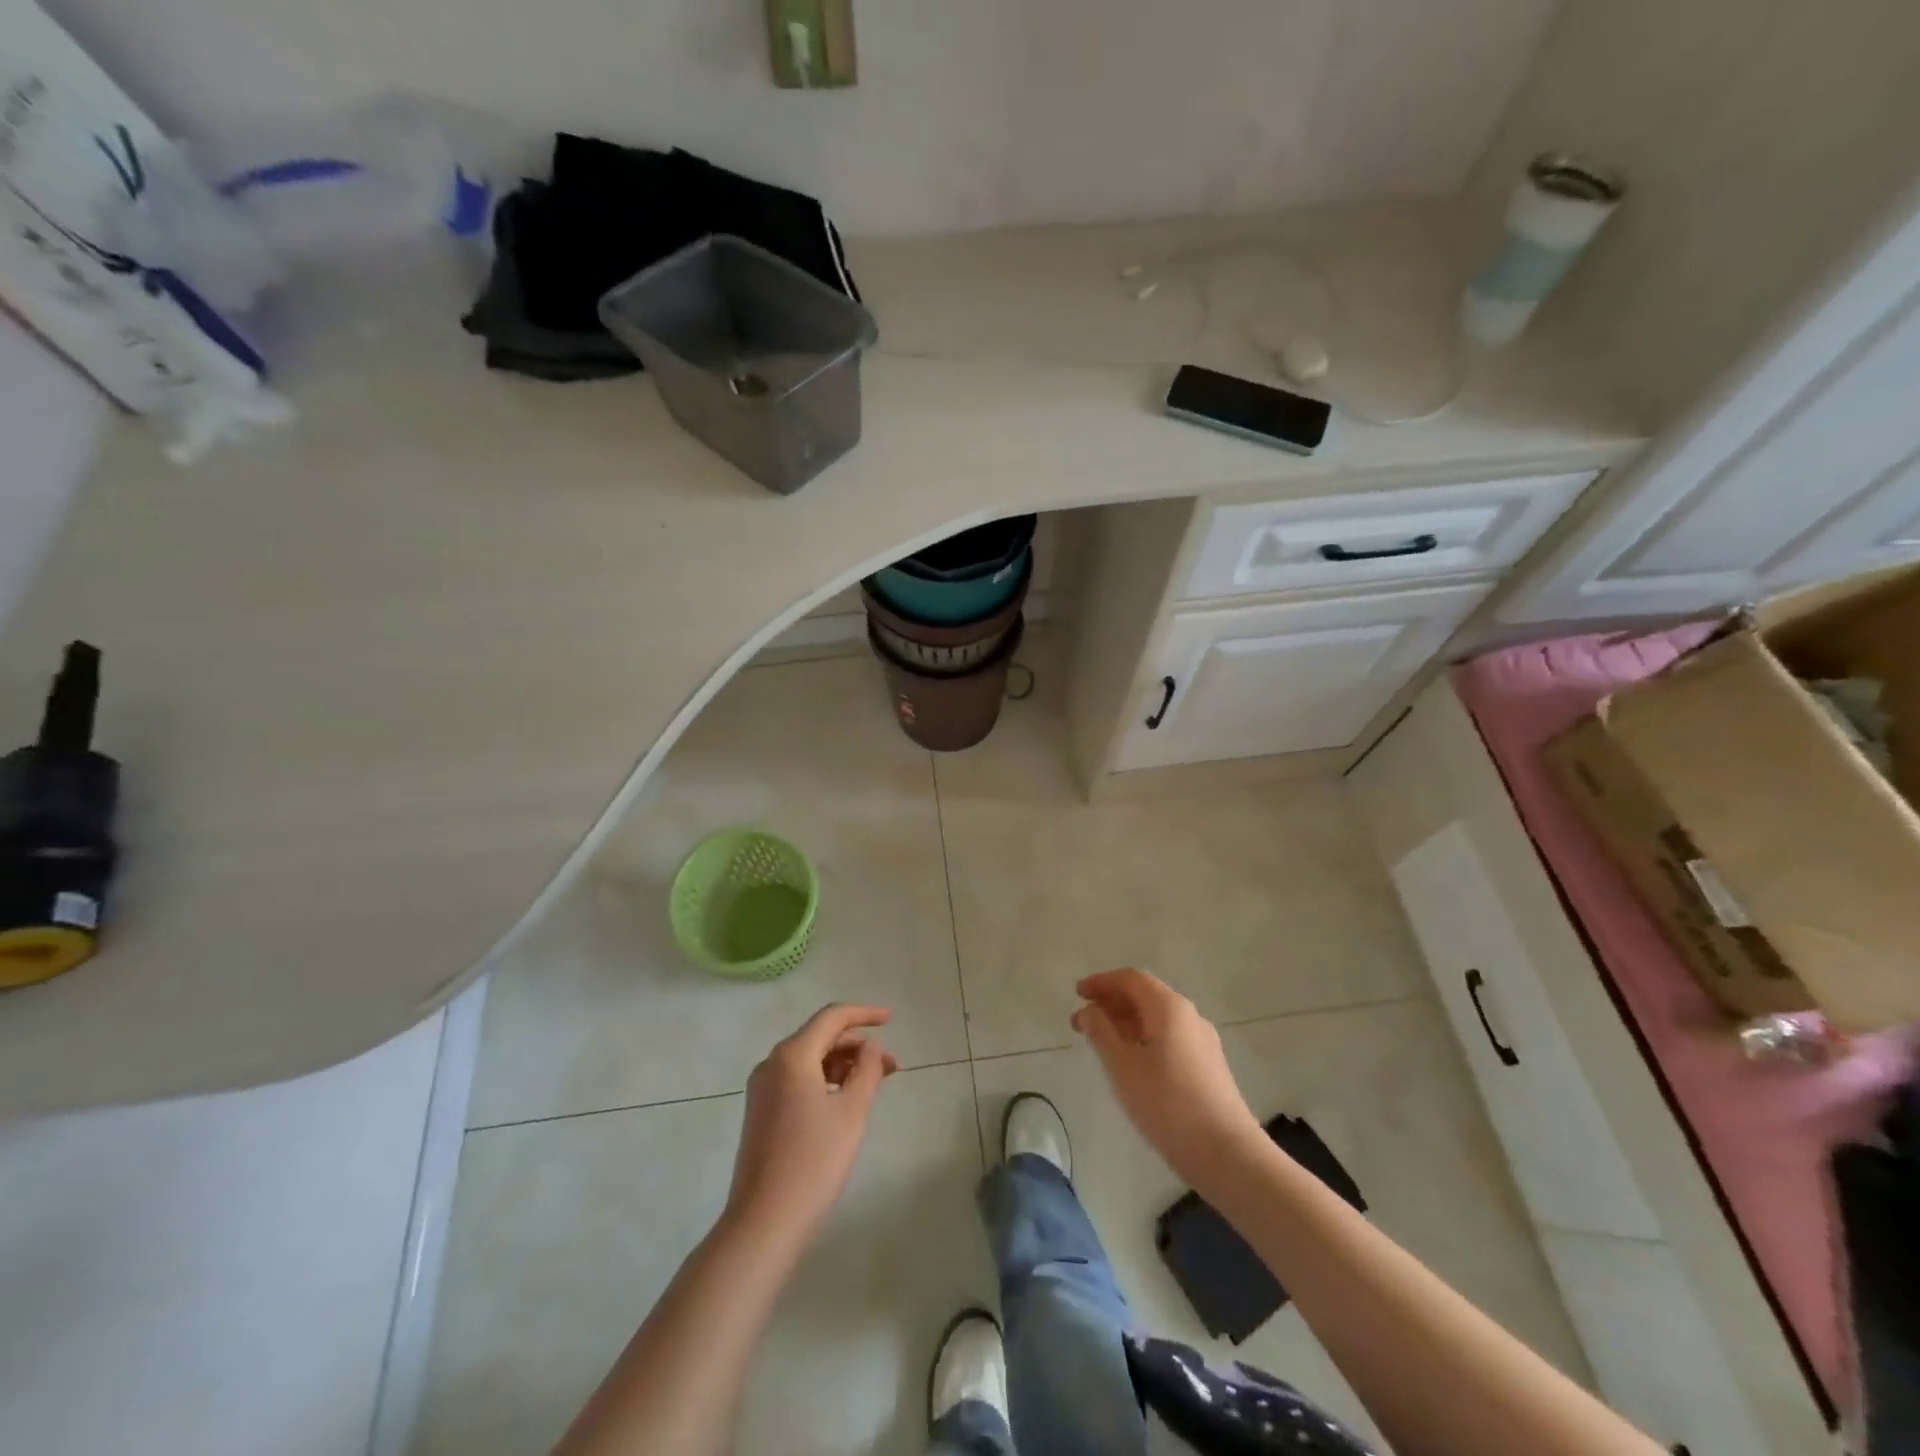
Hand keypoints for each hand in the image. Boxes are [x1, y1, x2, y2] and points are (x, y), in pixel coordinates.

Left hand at [726, 1004, 898, 1246]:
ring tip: (873, 1085)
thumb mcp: (851, 1112)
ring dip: (842, 1065)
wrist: (764, 1222)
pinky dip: (824, 1081)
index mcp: (792, 1055)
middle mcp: (772, 1063)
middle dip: (857, 1046)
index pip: (832, 1017)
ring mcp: (762, 1088)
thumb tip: (871, 1047)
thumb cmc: (814, 1161)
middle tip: (891, 1067)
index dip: (864, 1014)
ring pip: (809, 1060)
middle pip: (820, 1037)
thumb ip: (866, 1070)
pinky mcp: (761, 1111)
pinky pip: (797, 1080)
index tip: (892, 1019)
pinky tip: (844, 1101)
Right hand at [1072, 969, 1263, 1188]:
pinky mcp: (1208, 1066)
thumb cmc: (1167, 1104)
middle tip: (1082, 1021)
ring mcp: (1202, 1042)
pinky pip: (1169, 1038)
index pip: (1130, 979)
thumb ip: (1101, 1032)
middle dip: (1111, 1003)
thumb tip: (1089, 1010)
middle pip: (1145, 996)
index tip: (1077, 994)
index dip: (1101, 982)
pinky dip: (1143, 1038)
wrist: (1227, 1154)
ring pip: (1157, 1019)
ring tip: (1101, 1043)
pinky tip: (1131, 1063)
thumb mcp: (1122, 1066)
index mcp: (1168, 1007)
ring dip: (1126, 1023)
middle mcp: (1189, 1016)